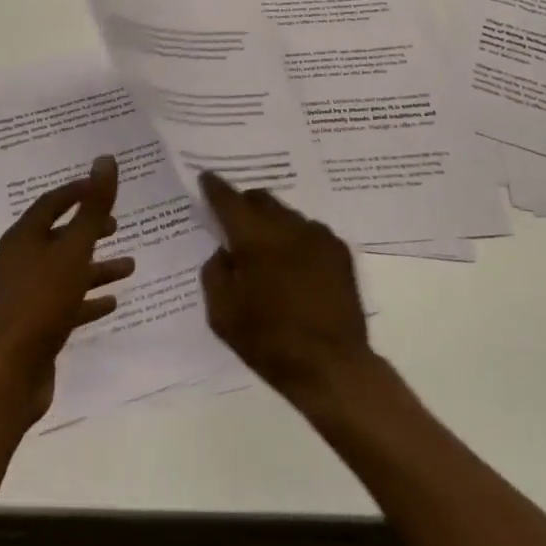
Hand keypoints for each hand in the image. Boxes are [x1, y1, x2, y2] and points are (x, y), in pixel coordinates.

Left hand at [0, 155, 133, 425]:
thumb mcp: (75, 250)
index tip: (104, 187)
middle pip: (58, 236)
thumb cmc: (43, 302)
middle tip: (117, 226)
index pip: (52, 202)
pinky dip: (86, 298)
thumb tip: (105, 158)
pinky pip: (63, 302)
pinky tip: (111, 302)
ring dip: (95, 267)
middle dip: (89, 229)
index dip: (79, 191)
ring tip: (129, 266)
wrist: (10, 375)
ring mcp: (22, 294)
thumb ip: (93, 207)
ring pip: (64, 270)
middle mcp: (18, 260)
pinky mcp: (30, 324)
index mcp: (22, 237)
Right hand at [198, 171, 374, 409]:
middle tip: (235, 222)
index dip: (215, 187)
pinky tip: (296, 265)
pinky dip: (297, 240)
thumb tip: (223, 251)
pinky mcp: (339, 251)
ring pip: (286, 214)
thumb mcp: (222, 314)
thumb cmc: (269, 342)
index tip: (206, 178)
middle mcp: (287, 226)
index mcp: (254, 237)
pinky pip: (310, 232)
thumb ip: (214, 273)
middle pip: (260, 199)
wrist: (332, 367)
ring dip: (272, 224)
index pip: (229, 200)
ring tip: (268, 251)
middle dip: (244, 204)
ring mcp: (318, 235)